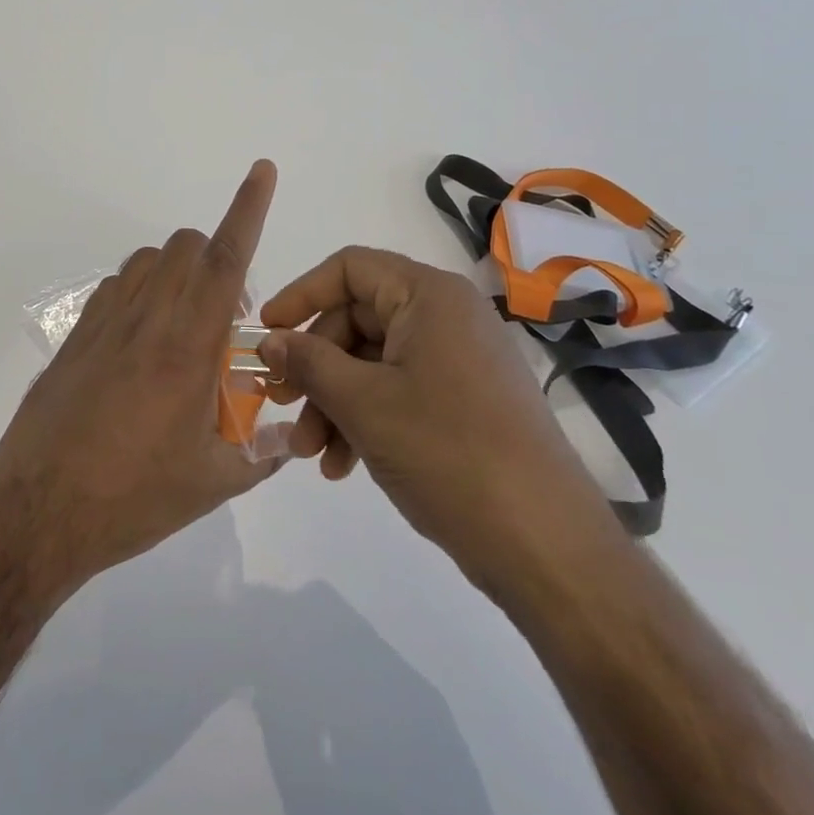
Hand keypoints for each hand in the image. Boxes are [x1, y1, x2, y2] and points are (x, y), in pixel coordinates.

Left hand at [0, 161, 288, 599]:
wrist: (37, 512)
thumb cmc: (131, 499)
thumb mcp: (211, 484)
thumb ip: (260, 454)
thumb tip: (289, 438)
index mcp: (185, 348)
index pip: (225, 260)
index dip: (247, 208)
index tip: (261, 170)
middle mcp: (145, 320)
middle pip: (185, 247)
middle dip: (217, 258)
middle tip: (226, 320)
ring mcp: (103, 323)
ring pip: (148, 260)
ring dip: (177, 272)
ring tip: (184, 328)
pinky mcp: (75, 336)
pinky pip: (115, 287)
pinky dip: (140, 292)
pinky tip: (140, 343)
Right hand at [259, 247, 623, 604]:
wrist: (547, 546)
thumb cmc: (448, 452)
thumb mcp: (362, 403)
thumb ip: (308, 362)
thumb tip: (270, 341)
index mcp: (429, 296)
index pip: (349, 268)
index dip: (300, 294)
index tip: (266, 334)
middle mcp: (447, 317)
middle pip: (357, 320)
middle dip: (315, 367)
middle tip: (283, 404)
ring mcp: (459, 362)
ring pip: (373, 363)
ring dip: (334, 402)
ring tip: (310, 454)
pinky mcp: (466, 403)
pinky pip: (399, 392)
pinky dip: (366, 420)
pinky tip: (342, 465)